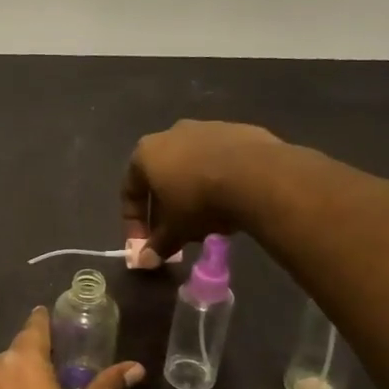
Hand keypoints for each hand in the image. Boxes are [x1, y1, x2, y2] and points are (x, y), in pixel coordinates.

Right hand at [121, 119, 285, 262]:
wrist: (258, 175)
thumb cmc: (200, 201)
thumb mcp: (175, 229)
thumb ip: (158, 244)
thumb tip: (145, 261)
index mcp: (146, 153)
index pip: (130, 191)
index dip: (134, 222)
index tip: (145, 243)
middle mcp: (171, 133)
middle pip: (162, 177)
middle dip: (166, 208)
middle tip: (175, 233)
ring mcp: (207, 128)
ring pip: (192, 167)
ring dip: (194, 192)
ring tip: (207, 220)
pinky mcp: (239, 131)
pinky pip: (222, 161)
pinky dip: (221, 180)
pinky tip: (232, 201)